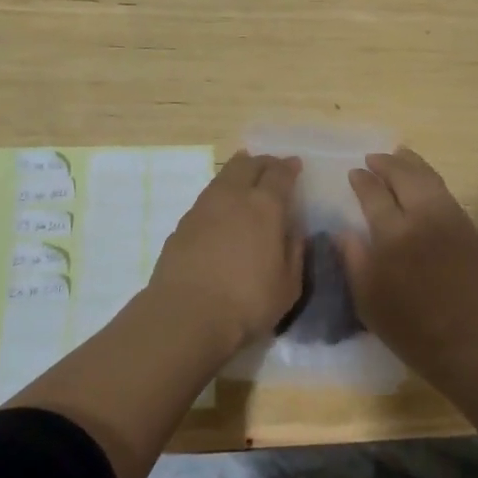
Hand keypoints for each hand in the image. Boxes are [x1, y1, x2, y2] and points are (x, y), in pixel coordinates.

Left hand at [149, 152, 303, 351]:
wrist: (186, 315)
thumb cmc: (247, 303)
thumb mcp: (288, 285)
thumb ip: (294, 252)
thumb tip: (294, 231)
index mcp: (265, 207)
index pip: (279, 174)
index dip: (289, 167)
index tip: (295, 165)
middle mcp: (233, 197)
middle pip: (248, 164)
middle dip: (263, 162)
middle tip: (271, 168)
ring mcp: (203, 208)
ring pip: (224, 176)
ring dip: (238, 172)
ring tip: (245, 178)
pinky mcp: (182, 224)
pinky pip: (207, 197)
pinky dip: (220, 195)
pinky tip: (222, 210)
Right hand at [336, 148, 477, 373]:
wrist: (475, 343)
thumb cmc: (413, 329)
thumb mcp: (368, 301)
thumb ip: (353, 260)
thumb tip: (342, 231)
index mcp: (393, 234)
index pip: (374, 194)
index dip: (363, 181)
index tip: (355, 173)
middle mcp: (423, 216)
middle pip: (404, 176)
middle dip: (387, 163)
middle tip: (374, 159)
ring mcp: (451, 219)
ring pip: (429, 178)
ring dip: (411, 163)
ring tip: (400, 156)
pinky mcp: (470, 228)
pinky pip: (446, 193)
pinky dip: (430, 180)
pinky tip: (424, 184)